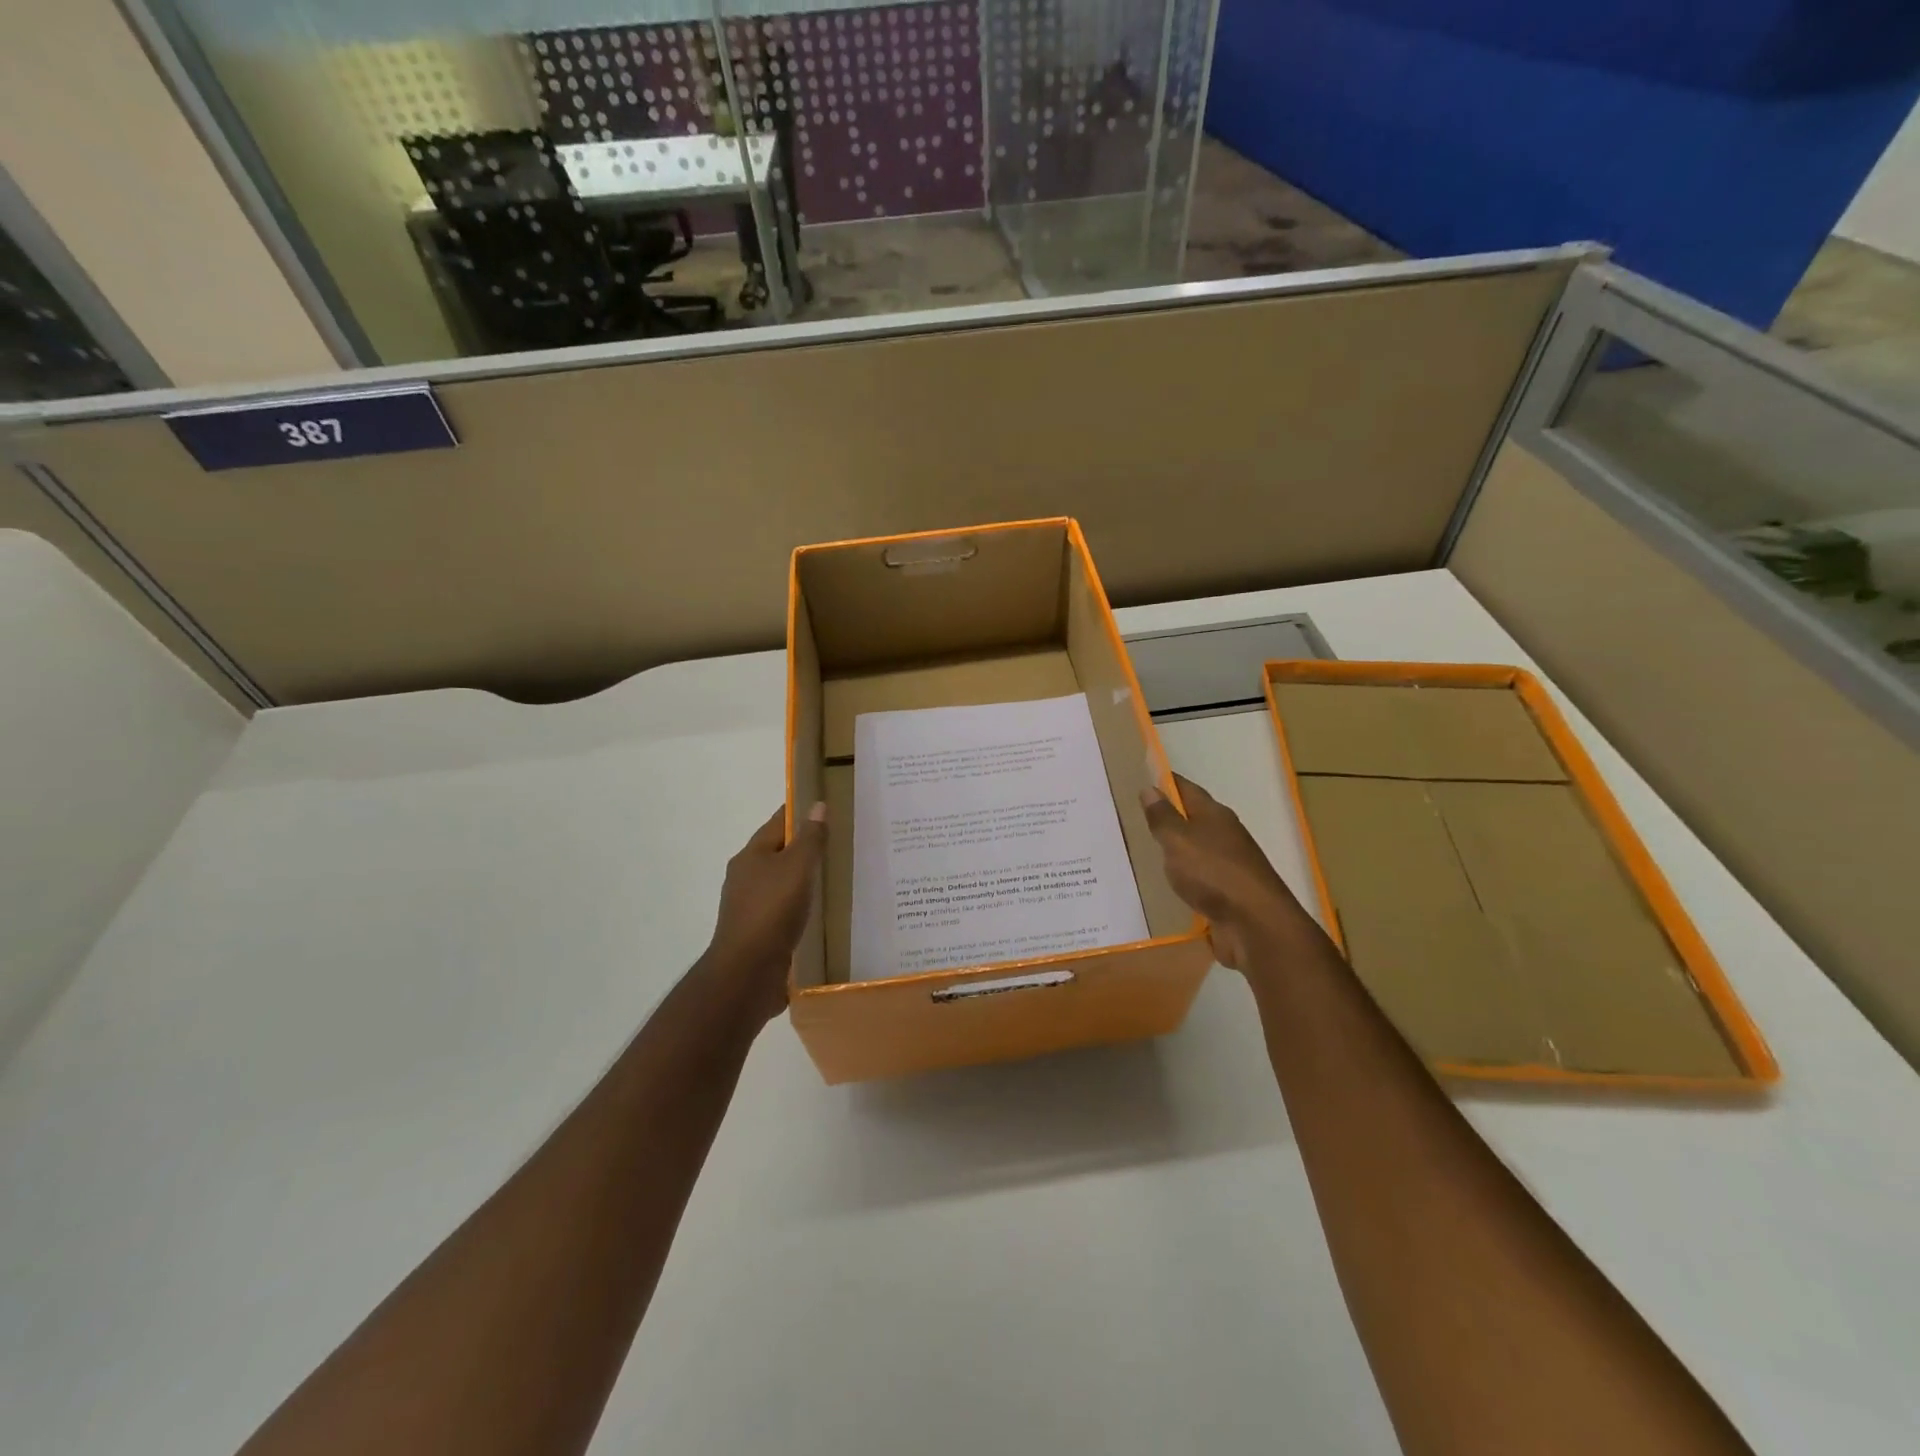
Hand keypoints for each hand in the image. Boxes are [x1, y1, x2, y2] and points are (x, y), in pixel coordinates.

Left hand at [697, 802, 826, 1023]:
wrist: (747, 973)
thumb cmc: (771, 911)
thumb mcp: (797, 868)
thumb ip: (810, 838)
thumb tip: (817, 805)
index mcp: (751, 855)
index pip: (778, 822)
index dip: (801, 811)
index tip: (827, 805)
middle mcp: (746, 877)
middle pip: (778, 852)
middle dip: (805, 845)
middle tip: (839, 841)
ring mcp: (750, 906)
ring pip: (781, 882)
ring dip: (803, 878)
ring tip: (835, 875)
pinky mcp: (759, 932)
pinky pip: (784, 909)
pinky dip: (801, 904)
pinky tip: (820, 910)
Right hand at [1140, 773, 1309, 971]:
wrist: (1255, 924)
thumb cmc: (1214, 873)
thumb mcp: (1179, 841)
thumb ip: (1163, 818)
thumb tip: (1150, 789)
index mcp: (1215, 815)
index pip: (1187, 789)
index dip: (1166, 782)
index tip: (1143, 777)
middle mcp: (1224, 836)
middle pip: (1194, 819)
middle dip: (1169, 816)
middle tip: (1134, 817)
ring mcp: (1228, 867)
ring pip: (1196, 851)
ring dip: (1176, 850)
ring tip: (1145, 851)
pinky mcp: (1227, 895)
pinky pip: (1199, 880)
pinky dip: (1184, 878)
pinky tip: (1167, 884)